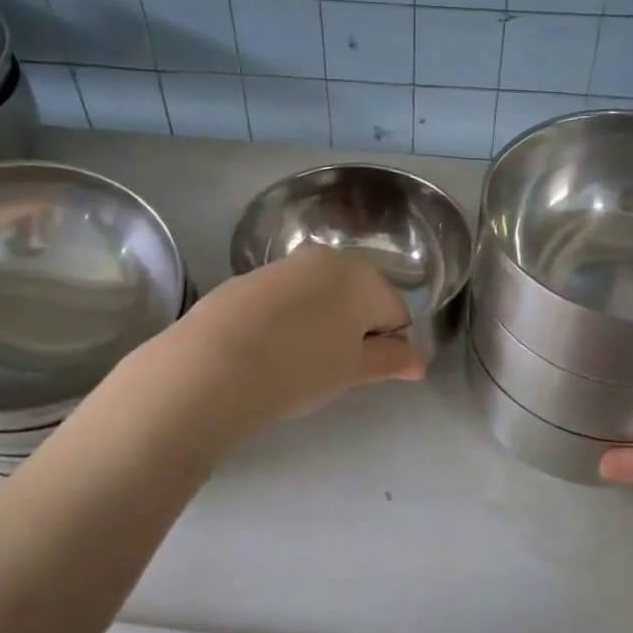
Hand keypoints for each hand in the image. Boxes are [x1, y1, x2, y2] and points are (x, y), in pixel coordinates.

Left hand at [153, 246, 423, 432]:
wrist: (214, 363)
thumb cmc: (301, 367)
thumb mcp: (353, 370)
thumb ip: (391, 360)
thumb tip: (418, 360)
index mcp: (363, 278)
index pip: (396, 312)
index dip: (391, 346)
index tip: (369, 373)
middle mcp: (327, 259)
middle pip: (358, 297)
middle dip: (356, 329)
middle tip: (336, 368)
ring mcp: (285, 265)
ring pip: (320, 296)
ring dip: (321, 323)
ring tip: (299, 361)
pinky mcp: (249, 278)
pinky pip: (286, 299)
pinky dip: (288, 320)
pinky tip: (269, 350)